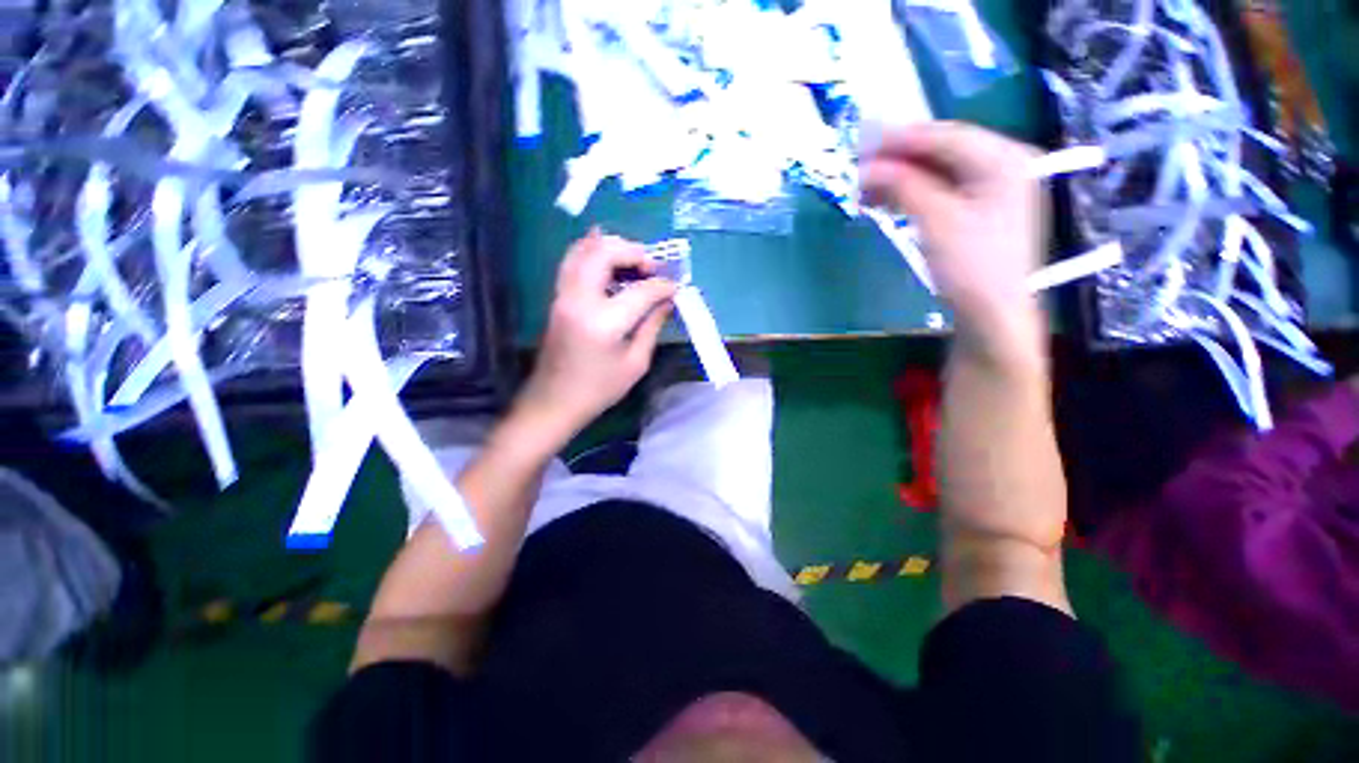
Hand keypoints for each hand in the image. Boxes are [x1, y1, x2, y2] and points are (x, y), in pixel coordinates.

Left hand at [518, 229, 677, 440]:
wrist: (554, 401)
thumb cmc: (599, 389)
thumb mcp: (636, 363)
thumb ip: (652, 326)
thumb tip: (667, 301)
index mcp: (605, 322)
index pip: (640, 290)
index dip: (662, 285)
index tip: (676, 287)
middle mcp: (580, 300)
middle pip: (605, 254)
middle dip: (633, 252)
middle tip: (652, 266)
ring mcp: (563, 296)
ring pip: (584, 250)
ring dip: (612, 246)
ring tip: (634, 259)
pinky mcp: (557, 298)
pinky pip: (573, 261)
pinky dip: (592, 251)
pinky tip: (608, 256)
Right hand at [861, 122, 1046, 363]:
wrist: (992, 315)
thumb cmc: (972, 266)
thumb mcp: (937, 220)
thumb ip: (904, 185)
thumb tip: (867, 167)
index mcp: (1004, 159)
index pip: (945, 136)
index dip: (901, 137)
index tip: (861, 139)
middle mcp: (1003, 165)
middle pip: (942, 151)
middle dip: (898, 158)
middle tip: (858, 165)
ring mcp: (991, 190)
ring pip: (938, 172)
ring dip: (900, 178)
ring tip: (864, 186)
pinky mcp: (977, 212)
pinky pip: (939, 191)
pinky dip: (911, 194)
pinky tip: (885, 200)